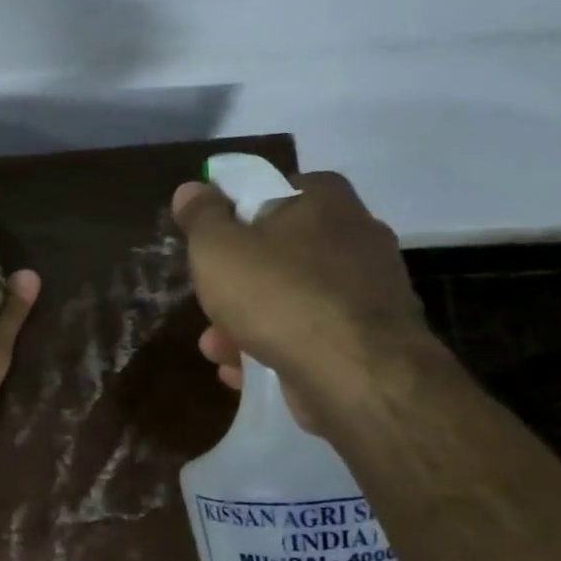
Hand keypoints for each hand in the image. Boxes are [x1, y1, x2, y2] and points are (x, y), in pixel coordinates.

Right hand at [171, 171, 436, 431]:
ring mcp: (368, 290)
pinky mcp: (370, 338)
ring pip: (294, 299)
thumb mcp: (218, 249)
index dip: (238, 215)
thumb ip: (201, 218)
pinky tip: (244, 371)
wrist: (354, 372)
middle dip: (238, 283)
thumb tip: (191, 189)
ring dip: (249, 323)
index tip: (212, 244)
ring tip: (217, 350)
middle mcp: (356, 236)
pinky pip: (312, 336)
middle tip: (210, 303)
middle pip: (281, 252)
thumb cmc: (277, 294)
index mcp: (325, 200)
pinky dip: (277, 349)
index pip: (276, 190)